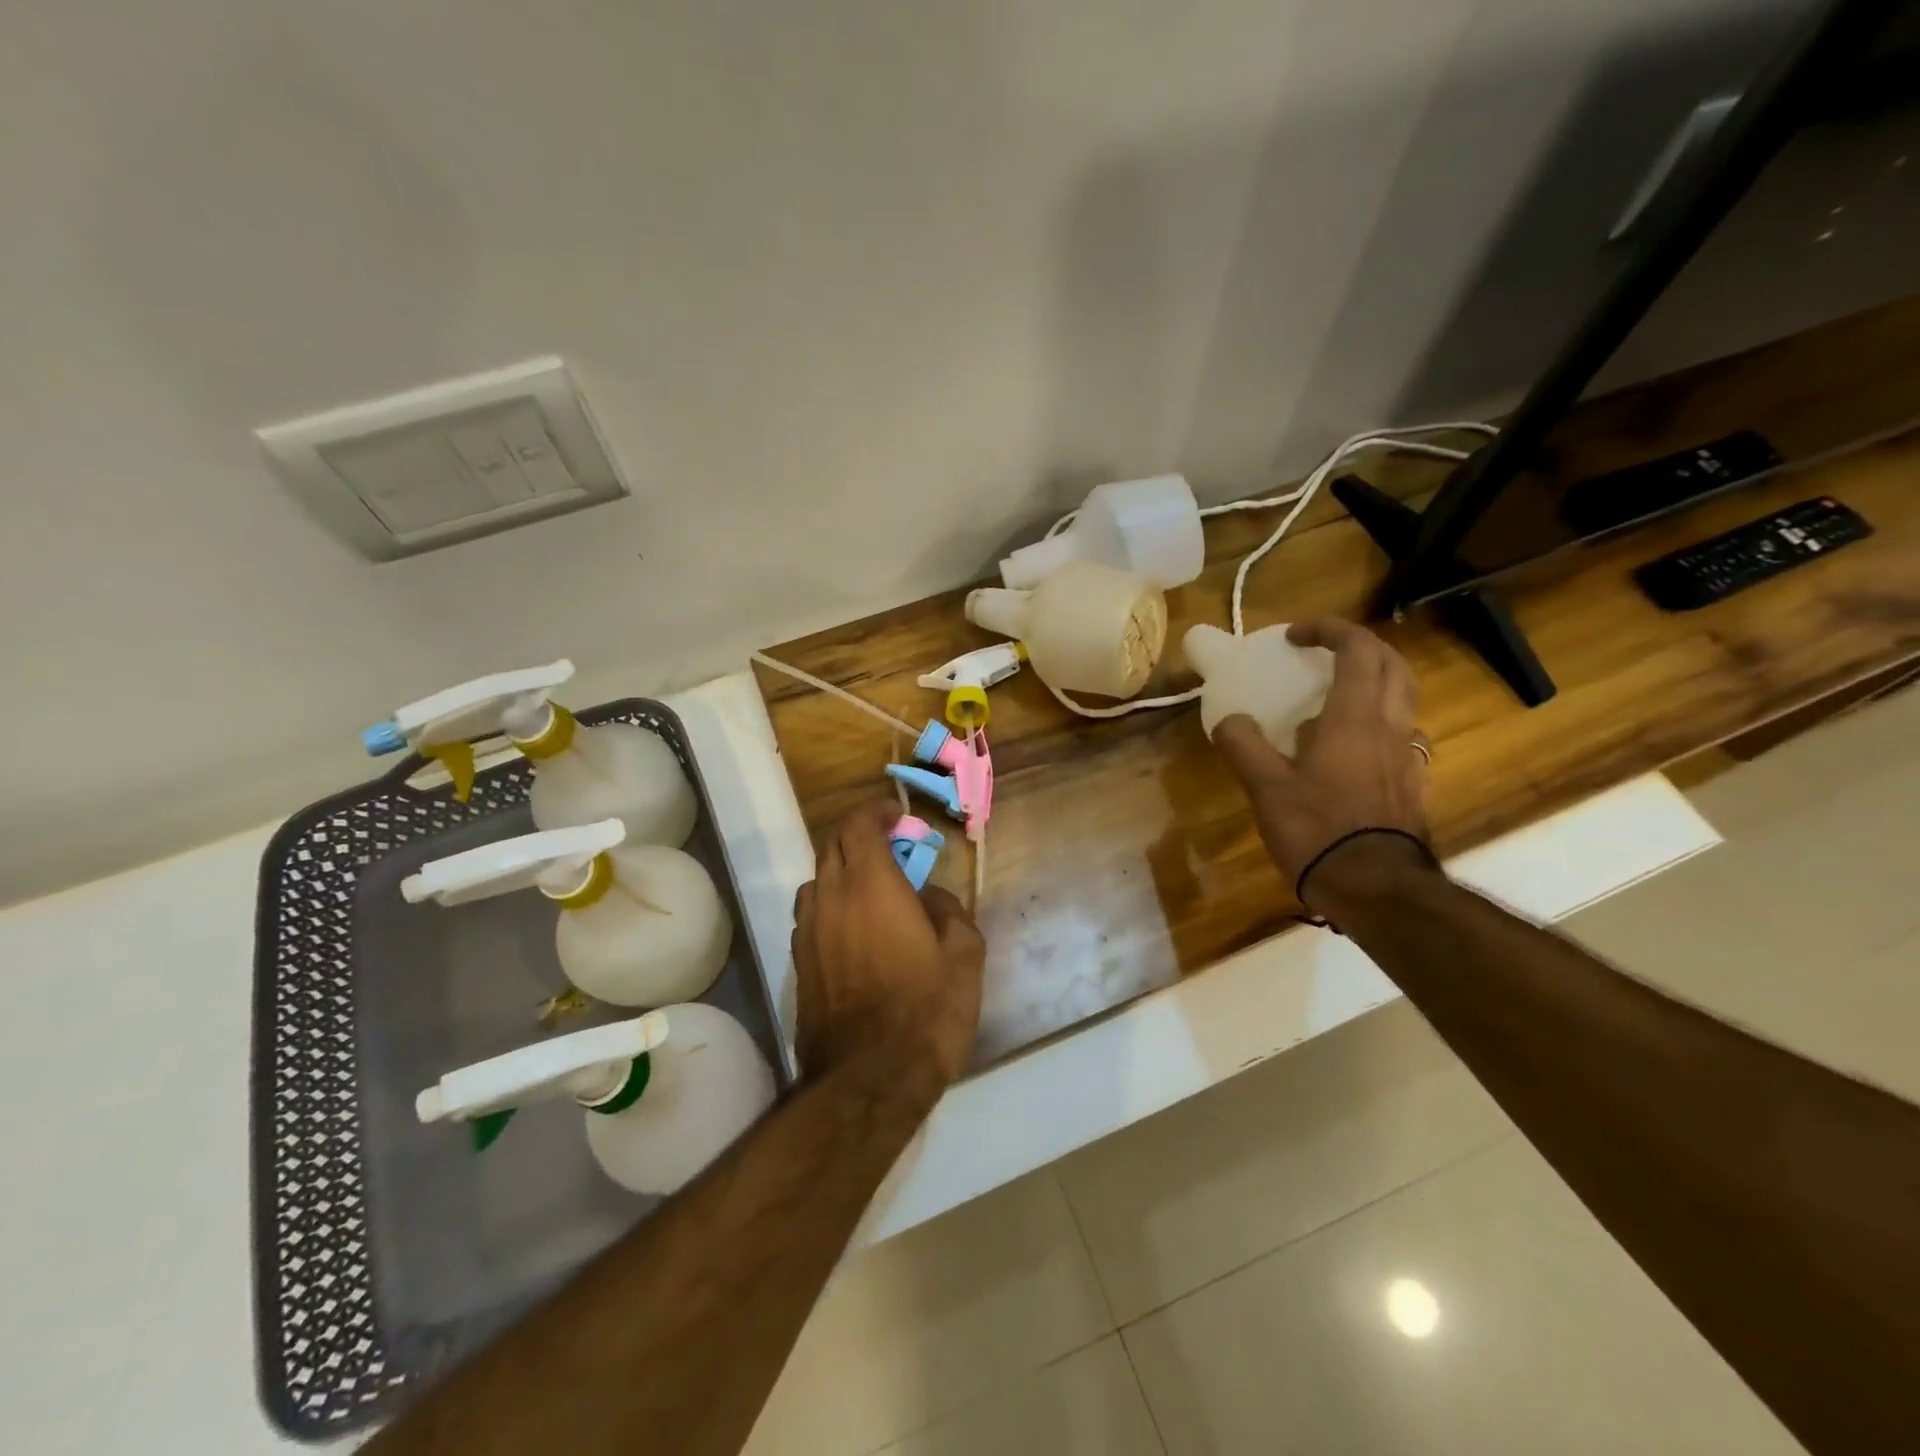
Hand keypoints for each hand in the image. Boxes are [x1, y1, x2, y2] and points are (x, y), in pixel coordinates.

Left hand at [792, 801, 985, 1088]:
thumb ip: (951, 912)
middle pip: (833, 847)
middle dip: (860, 837)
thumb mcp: (964, 956)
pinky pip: (811, 916)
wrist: (869, 1080)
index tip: (897, 815)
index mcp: (871, 885)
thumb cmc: (926, 1011)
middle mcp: (831, 898)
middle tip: (890, 847)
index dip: (876, 812)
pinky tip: (853, 930)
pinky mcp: (799, 964)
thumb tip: (932, 898)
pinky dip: (831, 905)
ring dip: (842, 871)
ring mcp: (808, 932)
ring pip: (817, 880)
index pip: (859, 825)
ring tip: (870, 888)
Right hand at [1212, 618, 1431, 907]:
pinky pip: (1400, 733)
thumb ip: (1243, 744)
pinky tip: (1350, 748)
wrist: (1376, 889)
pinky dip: (1377, 720)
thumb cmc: (1318, 830)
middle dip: (1359, 647)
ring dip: (1373, 681)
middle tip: (1322, 654)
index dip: (1327, 629)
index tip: (1294, 635)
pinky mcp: (1412, 783)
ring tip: (1335, 697)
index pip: (1357, 648)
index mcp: (1355, 717)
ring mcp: (1408, 755)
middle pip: (1392, 664)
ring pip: (1402, 698)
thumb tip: (1228, 718)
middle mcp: (1391, 725)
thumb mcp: (1265, 787)